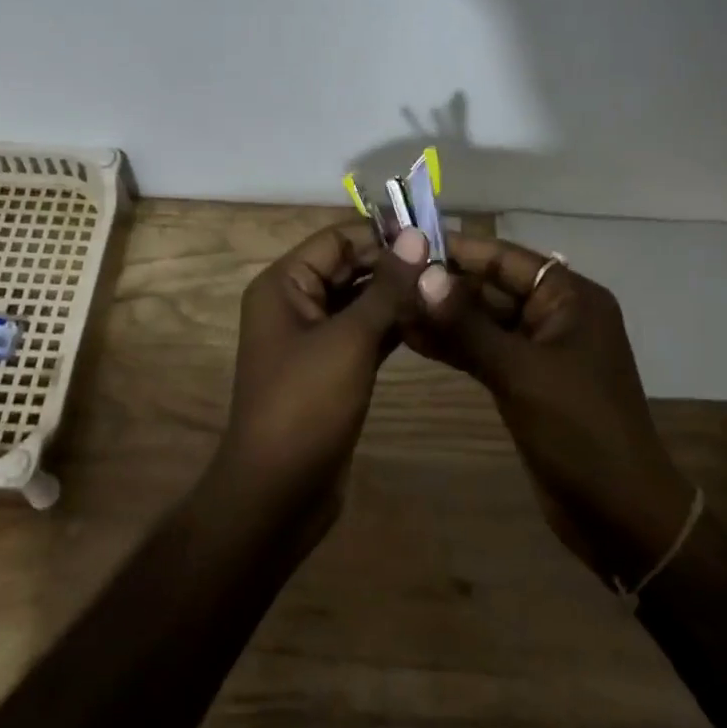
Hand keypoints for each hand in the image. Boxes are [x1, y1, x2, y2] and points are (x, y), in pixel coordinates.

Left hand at [209, 223, 431, 525]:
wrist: (278, 493)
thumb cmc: (306, 404)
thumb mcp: (350, 339)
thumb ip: (386, 287)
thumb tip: (416, 234)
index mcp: (284, 284)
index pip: (337, 240)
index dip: (382, 236)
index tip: (433, 238)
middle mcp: (295, 302)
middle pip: (349, 267)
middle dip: (394, 266)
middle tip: (448, 266)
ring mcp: (312, 337)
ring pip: (360, 301)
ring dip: (397, 296)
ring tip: (446, 290)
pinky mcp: (331, 367)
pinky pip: (364, 332)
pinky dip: (392, 326)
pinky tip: (430, 322)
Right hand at [410, 237, 695, 583]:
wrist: (620, 516)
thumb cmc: (579, 431)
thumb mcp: (519, 372)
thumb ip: (467, 324)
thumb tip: (421, 274)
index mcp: (570, 297)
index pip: (505, 258)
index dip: (457, 248)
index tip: (408, 242)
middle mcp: (556, 314)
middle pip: (491, 287)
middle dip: (443, 285)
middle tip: (389, 279)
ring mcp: (540, 349)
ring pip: (483, 320)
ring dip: (443, 316)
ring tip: (390, 306)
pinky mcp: (526, 381)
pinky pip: (484, 350)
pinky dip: (453, 345)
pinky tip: (412, 339)